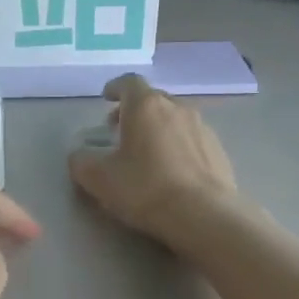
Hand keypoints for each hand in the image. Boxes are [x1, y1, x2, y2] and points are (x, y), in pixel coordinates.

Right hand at [69, 74, 237, 247]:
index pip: (128, 82)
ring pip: (174, 118)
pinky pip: (191, 139)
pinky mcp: (219, 150)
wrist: (204, 216)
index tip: (107, 98)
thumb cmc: (145, 189)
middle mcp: (177, 107)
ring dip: (157, 128)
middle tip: (120, 131)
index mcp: (146, 106)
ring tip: (146, 153)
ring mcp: (202, 128)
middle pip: (153, 99)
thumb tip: (80, 156)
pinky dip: (177, 146)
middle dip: (134, 111)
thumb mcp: (99, 179)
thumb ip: (82, 162)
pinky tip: (172, 171)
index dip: (115, 88)